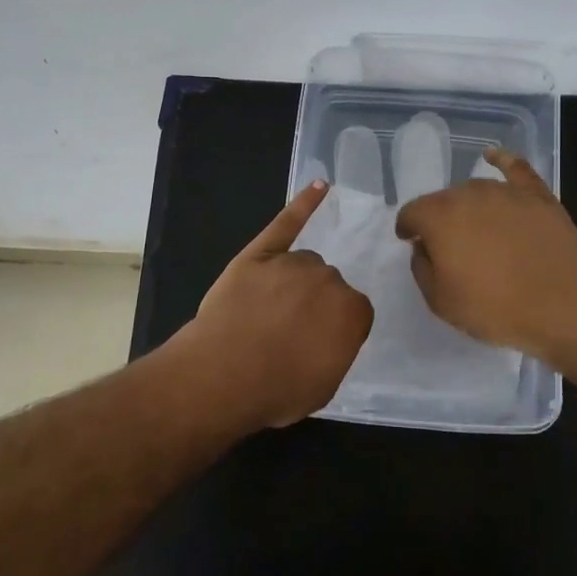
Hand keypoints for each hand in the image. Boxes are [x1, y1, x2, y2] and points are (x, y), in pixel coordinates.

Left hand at [182, 180, 372, 428]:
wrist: (223, 375)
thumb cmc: (277, 389)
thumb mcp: (324, 385)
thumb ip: (337, 351)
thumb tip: (330, 336)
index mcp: (352, 311)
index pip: (353, 313)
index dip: (332, 330)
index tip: (315, 346)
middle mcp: (330, 279)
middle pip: (327, 285)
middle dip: (313, 305)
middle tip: (288, 333)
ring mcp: (293, 262)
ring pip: (303, 264)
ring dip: (294, 281)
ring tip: (268, 311)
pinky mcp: (261, 252)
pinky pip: (287, 223)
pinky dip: (304, 204)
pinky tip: (319, 187)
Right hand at [395, 149, 576, 364]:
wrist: (563, 306)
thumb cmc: (495, 308)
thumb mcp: (441, 301)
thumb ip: (422, 268)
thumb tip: (424, 247)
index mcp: (439, 217)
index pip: (411, 213)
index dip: (408, 228)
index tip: (412, 243)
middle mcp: (468, 194)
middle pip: (443, 200)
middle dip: (439, 219)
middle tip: (450, 247)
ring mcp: (506, 191)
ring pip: (475, 190)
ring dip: (468, 205)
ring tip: (477, 230)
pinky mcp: (538, 195)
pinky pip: (515, 168)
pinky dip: (502, 161)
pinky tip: (494, 156)